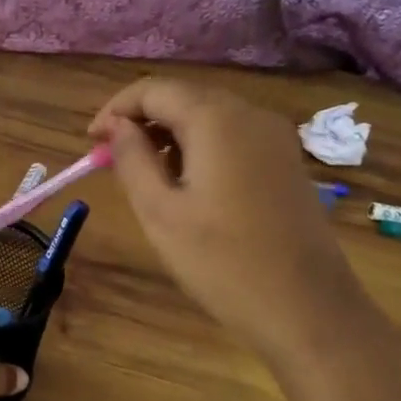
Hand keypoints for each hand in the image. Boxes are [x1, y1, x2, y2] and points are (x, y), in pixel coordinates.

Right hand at [88, 78, 368, 360]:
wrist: (309, 310)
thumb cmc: (222, 262)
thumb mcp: (159, 211)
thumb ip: (132, 158)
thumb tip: (116, 126)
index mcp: (216, 119)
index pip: (153, 89)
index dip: (115, 109)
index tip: (91, 142)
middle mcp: (250, 114)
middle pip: (183, 97)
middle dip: (141, 120)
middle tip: (111, 159)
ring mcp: (275, 137)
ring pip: (208, 115)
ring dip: (169, 133)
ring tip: (144, 174)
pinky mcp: (286, 161)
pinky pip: (232, 135)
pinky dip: (200, 146)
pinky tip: (187, 182)